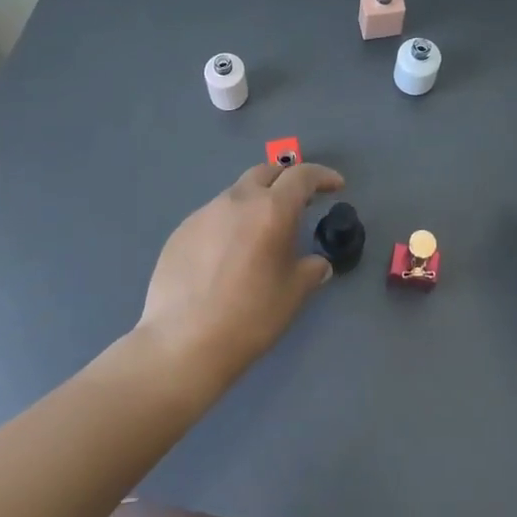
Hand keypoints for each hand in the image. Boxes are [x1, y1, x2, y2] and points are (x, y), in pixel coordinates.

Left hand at [138, 161, 344, 376]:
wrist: (182, 343)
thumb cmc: (250, 317)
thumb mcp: (293, 293)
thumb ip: (310, 269)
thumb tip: (317, 264)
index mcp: (271, 209)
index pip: (302, 175)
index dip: (322, 176)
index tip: (335, 186)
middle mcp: (237, 200)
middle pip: (266, 172)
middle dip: (286, 179)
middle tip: (299, 201)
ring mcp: (204, 213)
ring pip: (237, 193)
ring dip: (256, 202)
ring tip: (260, 233)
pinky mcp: (181, 231)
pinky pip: (213, 216)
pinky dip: (229, 223)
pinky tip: (227, 255)